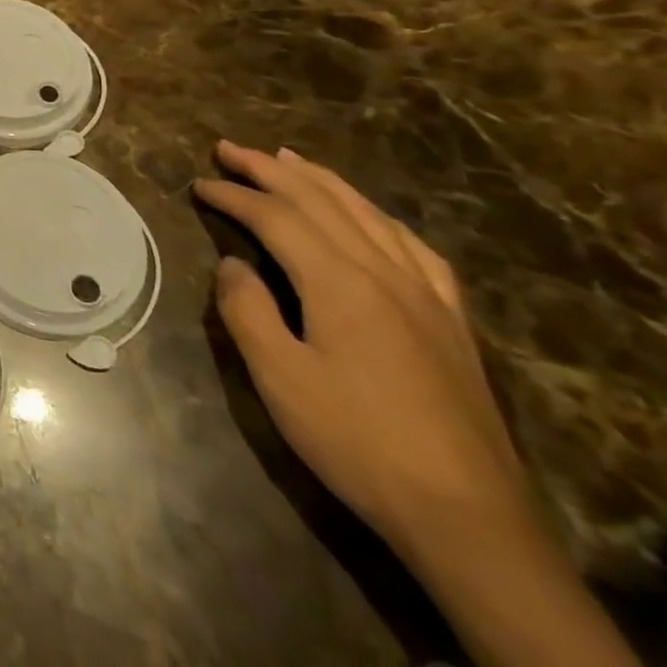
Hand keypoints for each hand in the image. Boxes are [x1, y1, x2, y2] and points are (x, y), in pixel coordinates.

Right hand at [194, 141, 530, 558]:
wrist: (467, 518)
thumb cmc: (357, 441)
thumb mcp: (278, 377)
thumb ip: (247, 309)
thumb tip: (234, 265)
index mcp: (339, 282)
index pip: (276, 217)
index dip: (233, 195)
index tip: (198, 184)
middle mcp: (385, 273)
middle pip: (321, 202)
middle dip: (269, 169)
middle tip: (229, 148)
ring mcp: (426, 296)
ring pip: (368, 214)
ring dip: (322, 181)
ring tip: (289, 159)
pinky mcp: (451, 322)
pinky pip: (414, 247)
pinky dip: (379, 217)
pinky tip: (370, 217)